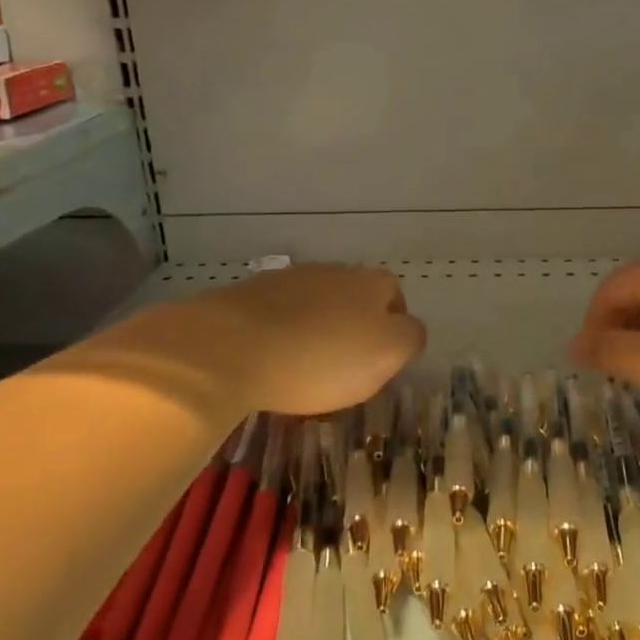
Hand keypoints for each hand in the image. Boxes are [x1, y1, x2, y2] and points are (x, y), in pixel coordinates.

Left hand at [101, 264, 425, 417]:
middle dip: (353, 328)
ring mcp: (289, 279)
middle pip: (355, 298)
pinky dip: (281, 335)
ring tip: (303, 368)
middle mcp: (334, 271)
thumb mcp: (386, 354)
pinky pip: (278, 315)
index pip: (395, 301)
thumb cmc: (321, 357)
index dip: (392, 332)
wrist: (230, 347)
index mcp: (371, 283)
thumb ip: (409, 338)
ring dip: (316, 330)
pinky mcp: (249, 294)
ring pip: (316, 305)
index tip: (378, 364)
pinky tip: (270, 361)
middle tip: (343, 367)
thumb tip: (407, 329)